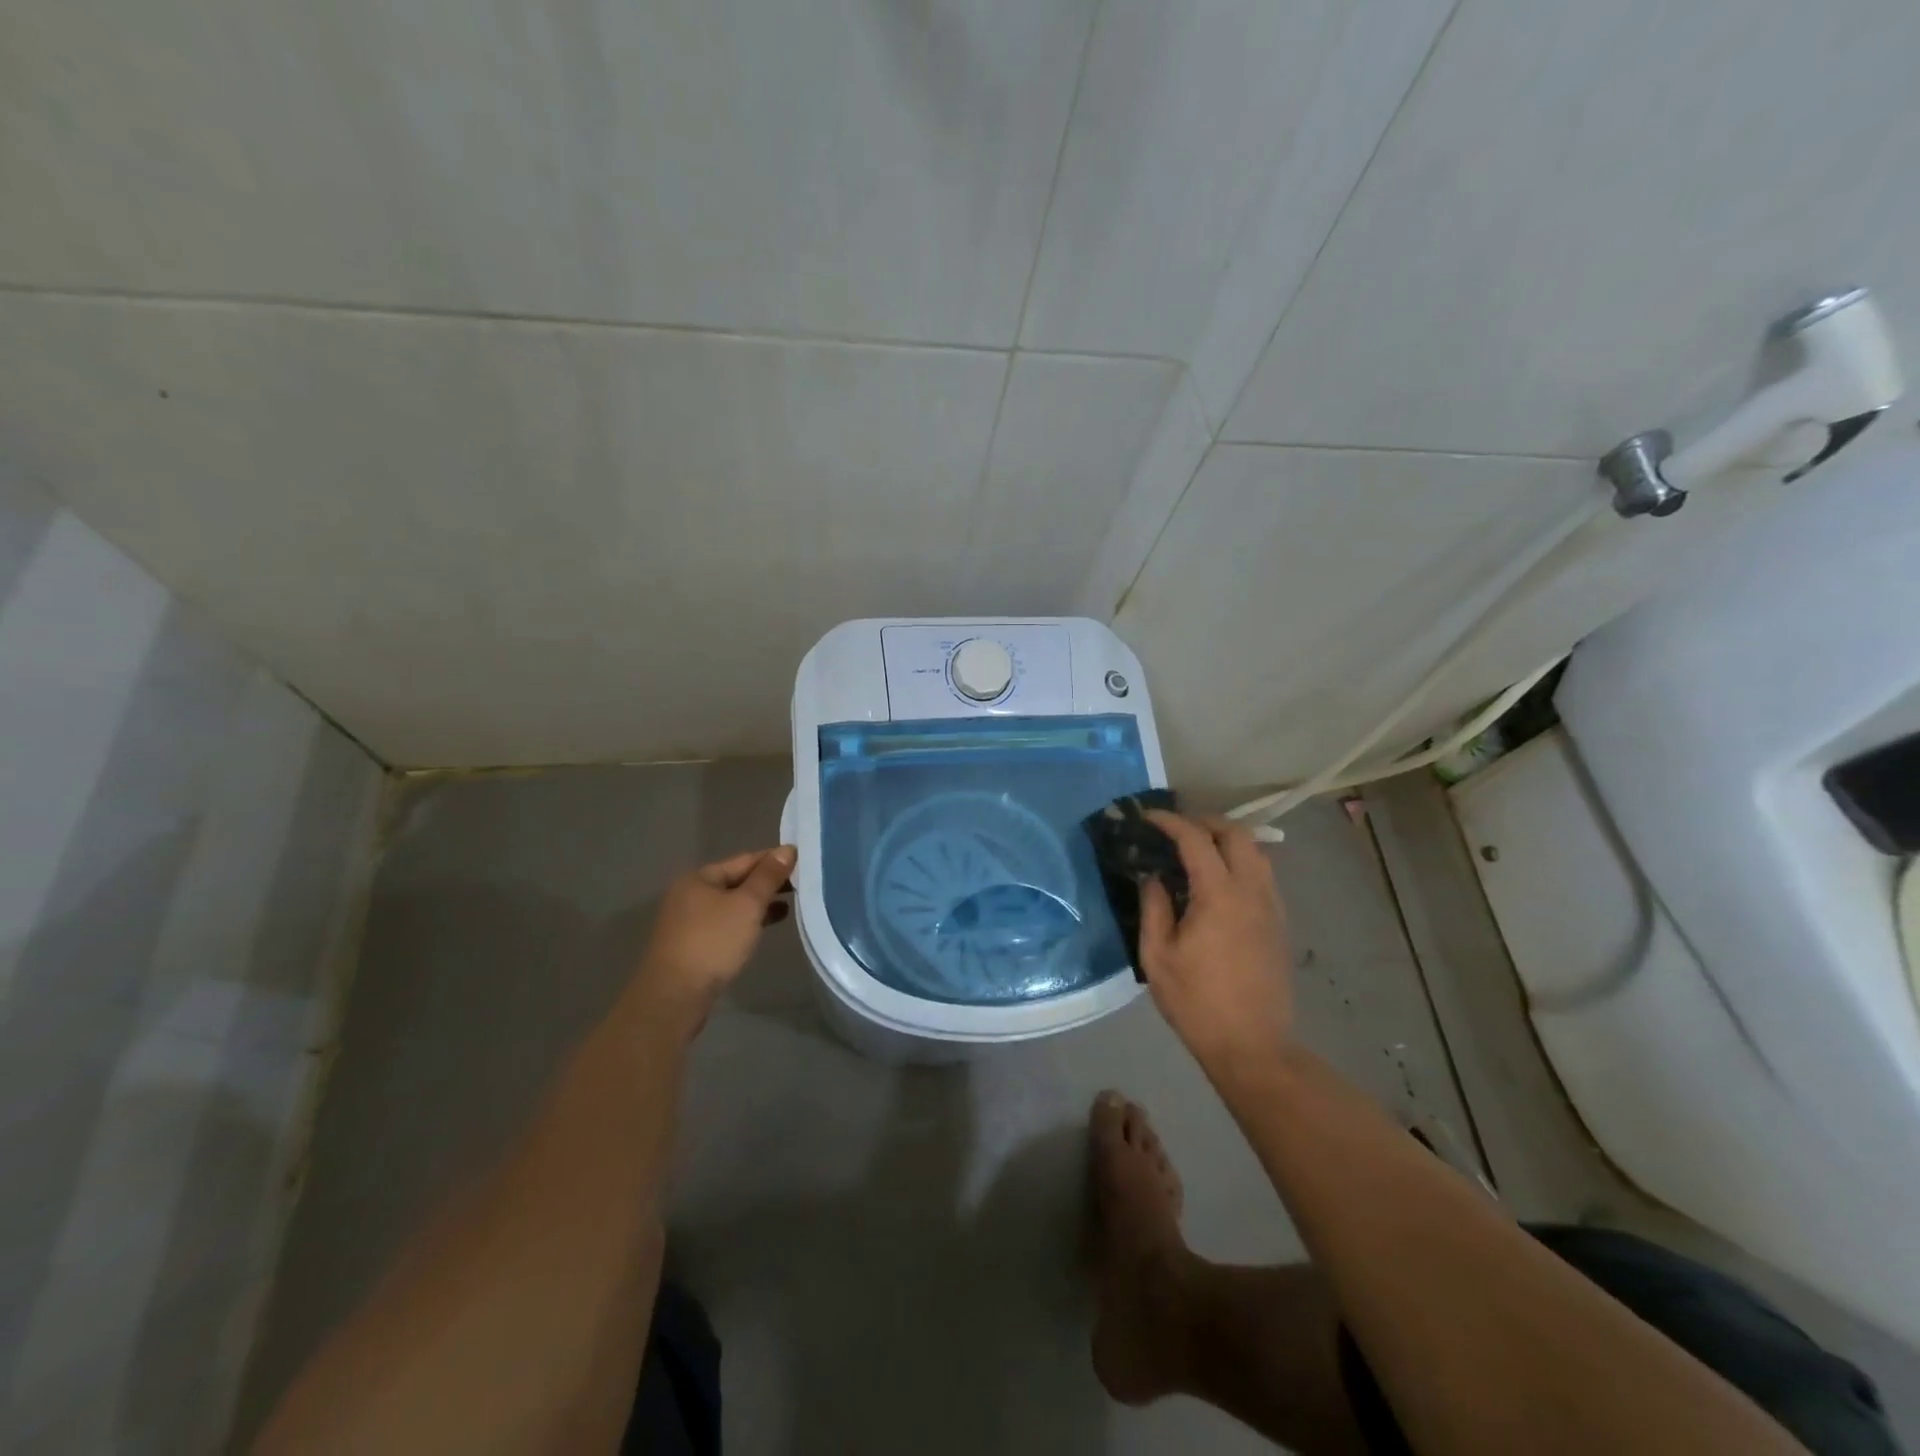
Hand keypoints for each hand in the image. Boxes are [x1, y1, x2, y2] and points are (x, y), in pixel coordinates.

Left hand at [629, 845, 796, 1027]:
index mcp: (700, 878)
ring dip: (760, 903)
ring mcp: (689, 921)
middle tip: (802, 884)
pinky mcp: (693, 945)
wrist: (675, 996)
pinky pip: (726, 923)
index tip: (803, 861)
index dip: (774, 859)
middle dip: (768, 883)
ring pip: (732, 904)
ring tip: (791, 905)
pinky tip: (766, 927)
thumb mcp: (747, 904)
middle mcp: (690, 894)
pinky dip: (747, 921)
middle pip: (737, 881)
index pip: (745, 859)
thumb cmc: (713, 942)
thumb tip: (787, 849)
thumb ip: (768, 876)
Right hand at [1138, 812, 1294, 1072]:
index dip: (1170, 822)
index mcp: (1219, 895)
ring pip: (1256, 851)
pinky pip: (1263, 874)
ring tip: (1197, 850)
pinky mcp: (1280, 923)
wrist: (1252, 1046)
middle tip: (1175, 829)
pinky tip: (1219, 880)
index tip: (1147, 818)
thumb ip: (1154, 907)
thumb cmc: (1197, 1002)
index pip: (1195, 838)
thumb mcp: (1158, 956)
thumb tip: (1153, 876)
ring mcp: (1272, 906)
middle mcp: (1252, 891)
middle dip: (1204, 822)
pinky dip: (1241, 861)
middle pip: (1236, 833)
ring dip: (1227, 839)